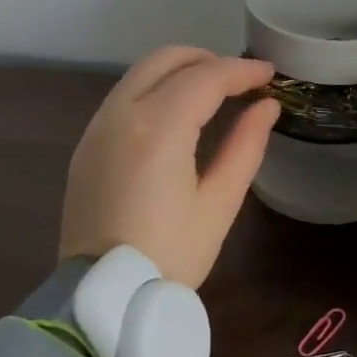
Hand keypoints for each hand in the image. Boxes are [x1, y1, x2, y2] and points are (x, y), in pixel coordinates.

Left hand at [58, 47, 279, 288]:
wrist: (103, 296)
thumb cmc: (170, 255)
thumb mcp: (219, 203)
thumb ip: (245, 146)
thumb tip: (266, 107)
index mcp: (158, 128)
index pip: (206, 78)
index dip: (242, 71)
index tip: (270, 74)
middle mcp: (121, 114)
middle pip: (165, 60)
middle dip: (207, 59)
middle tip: (240, 80)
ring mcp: (97, 127)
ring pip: (140, 73)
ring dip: (178, 71)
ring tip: (212, 94)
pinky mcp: (86, 144)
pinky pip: (123, 97)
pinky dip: (154, 90)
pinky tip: (175, 116)